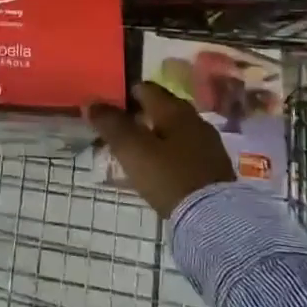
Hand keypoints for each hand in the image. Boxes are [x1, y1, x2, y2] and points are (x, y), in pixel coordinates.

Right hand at [87, 83, 234, 219]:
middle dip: (140, 115)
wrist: (215, 219)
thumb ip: (111, 123)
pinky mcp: (214, 167)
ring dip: (155, 135)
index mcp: (174, 109)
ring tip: (136, 152)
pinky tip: (159, 168)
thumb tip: (92, 102)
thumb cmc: (168, 177)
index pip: (146, 88)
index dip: (125, 94)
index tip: (108, 108)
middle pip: (162, 108)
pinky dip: (169, 152)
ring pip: (175, 129)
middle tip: (118, 131)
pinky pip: (185, 149)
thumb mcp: (132, 149)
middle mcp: (194, 119)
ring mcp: (208, 143)